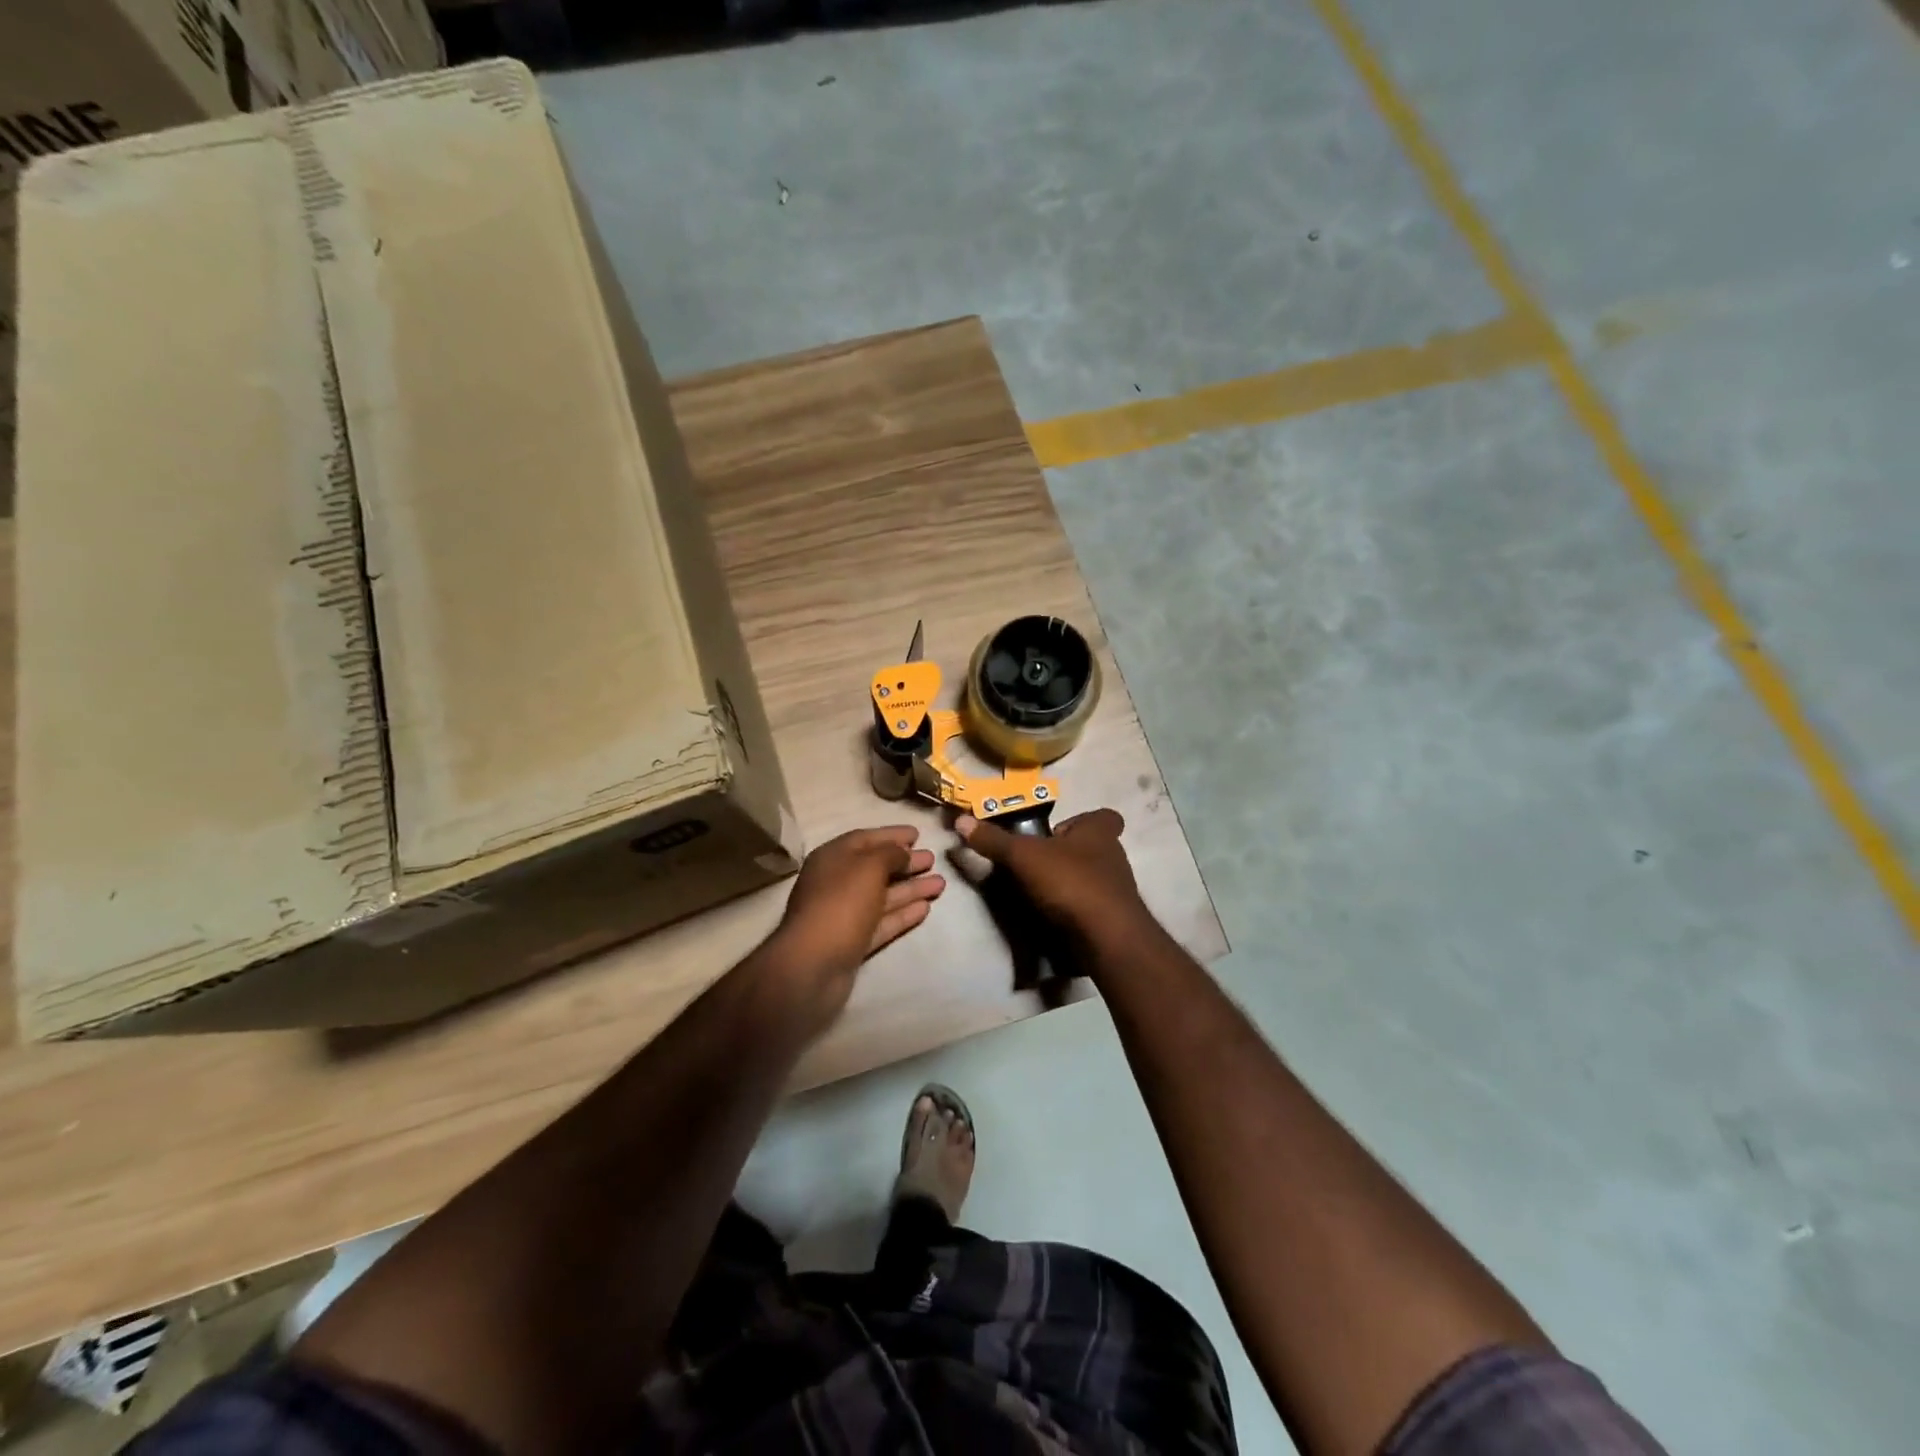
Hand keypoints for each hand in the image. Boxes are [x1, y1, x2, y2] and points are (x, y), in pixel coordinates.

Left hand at [767, 827, 945, 1014]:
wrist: (814, 964)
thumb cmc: (841, 903)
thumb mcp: (868, 867)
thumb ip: (890, 853)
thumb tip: (903, 851)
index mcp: (832, 858)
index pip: (865, 839)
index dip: (892, 835)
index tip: (918, 834)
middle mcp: (836, 883)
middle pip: (875, 868)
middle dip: (905, 862)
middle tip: (932, 859)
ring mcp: (845, 914)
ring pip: (883, 896)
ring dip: (911, 888)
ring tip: (940, 884)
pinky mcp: (854, 941)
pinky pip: (882, 921)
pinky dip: (902, 914)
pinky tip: (925, 908)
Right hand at [955, 808, 1150, 945]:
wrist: (1107, 938)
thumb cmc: (1070, 882)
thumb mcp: (1023, 857)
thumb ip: (994, 841)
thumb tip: (961, 820)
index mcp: (1100, 832)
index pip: (1103, 817)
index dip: (1081, 822)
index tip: (1055, 833)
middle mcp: (1113, 857)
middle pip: (1093, 848)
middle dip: (1067, 855)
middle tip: (1036, 864)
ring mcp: (1116, 890)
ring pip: (1092, 879)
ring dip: (1068, 884)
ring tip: (1037, 894)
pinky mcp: (1113, 919)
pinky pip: (1090, 908)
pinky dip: (1072, 911)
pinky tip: (1051, 920)